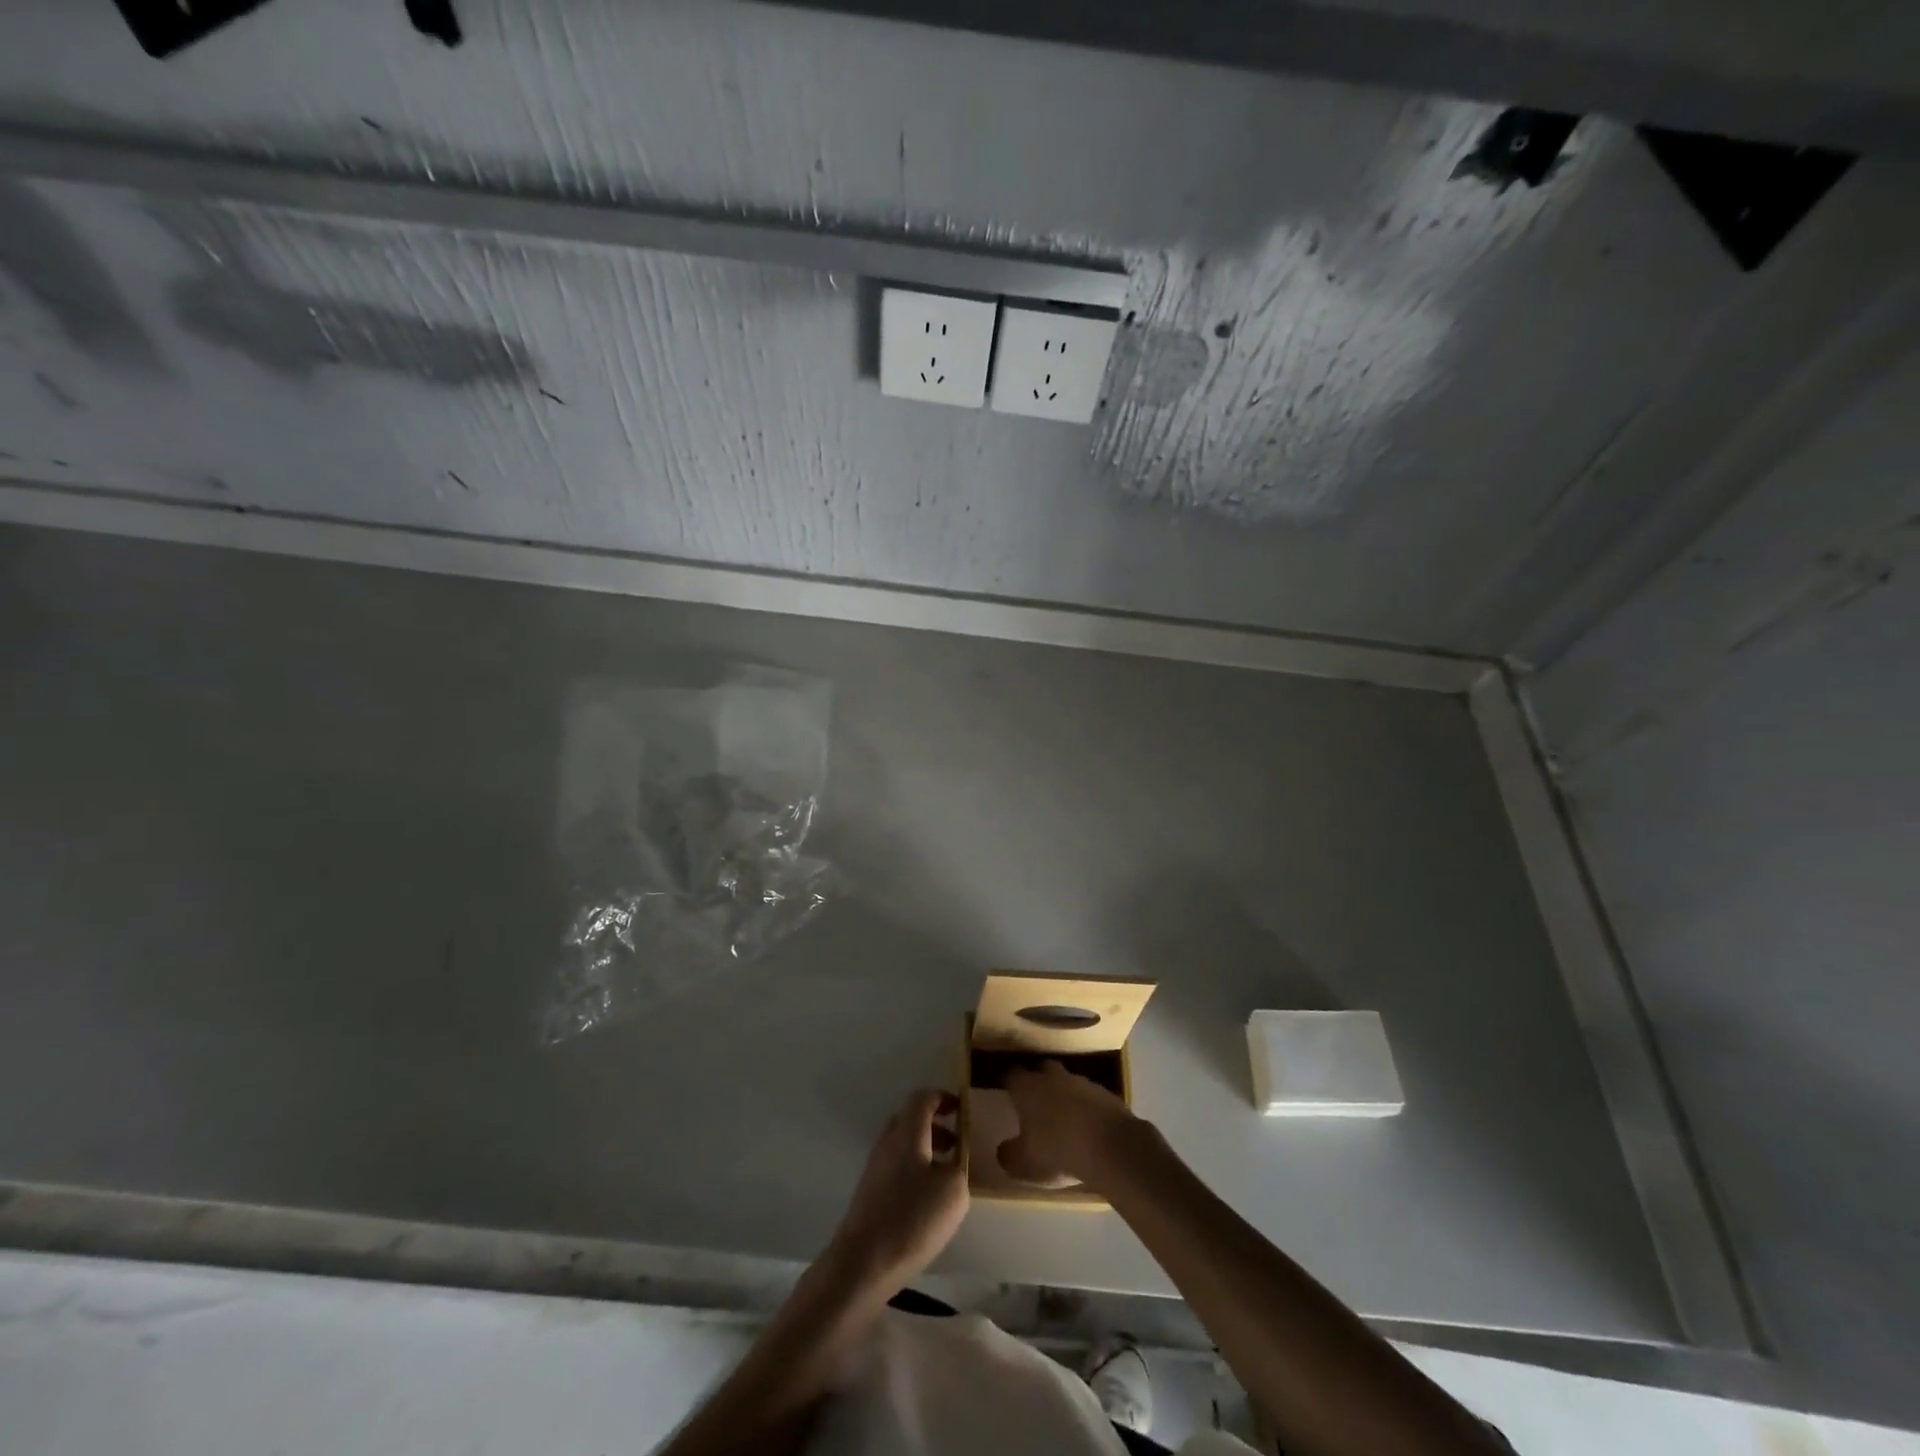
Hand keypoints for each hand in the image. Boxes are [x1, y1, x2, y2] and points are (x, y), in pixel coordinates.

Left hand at [827, 1089, 968, 1295]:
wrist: (862, 1263)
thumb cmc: (911, 1219)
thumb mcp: (953, 1191)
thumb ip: (959, 1166)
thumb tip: (953, 1162)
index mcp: (907, 1133)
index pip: (923, 1098)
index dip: (943, 1098)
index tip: (962, 1110)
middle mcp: (888, 1142)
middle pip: (910, 1119)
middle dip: (935, 1126)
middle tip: (957, 1145)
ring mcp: (875, 1168)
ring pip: (903, 1145)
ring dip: (926, 1150)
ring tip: (947, 1176)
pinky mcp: (870, 1193)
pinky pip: (896, 1167)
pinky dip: (915, 1171)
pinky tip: (927, 1200)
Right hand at [999, 1060, 1142, 1191]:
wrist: (1110, 1148)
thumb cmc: (1057, 1151)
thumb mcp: (1024, 1163)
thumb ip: (1009, 1155)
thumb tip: (1003, 1150)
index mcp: (1028, 1088)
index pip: (1012, 1075)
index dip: (1008, 1082)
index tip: (1005, 1090)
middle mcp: (1053, 1078)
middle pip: (1042, 1069)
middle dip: (1038, 1080)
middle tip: (1034, 1100)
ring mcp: (1082, 1083)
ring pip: (1067, 1082)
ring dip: (1064, 1094)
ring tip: (1063, 1116)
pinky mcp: (1106, 1094)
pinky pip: (1090, 1097)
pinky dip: (1086, 1107)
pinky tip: (1087, 1127)